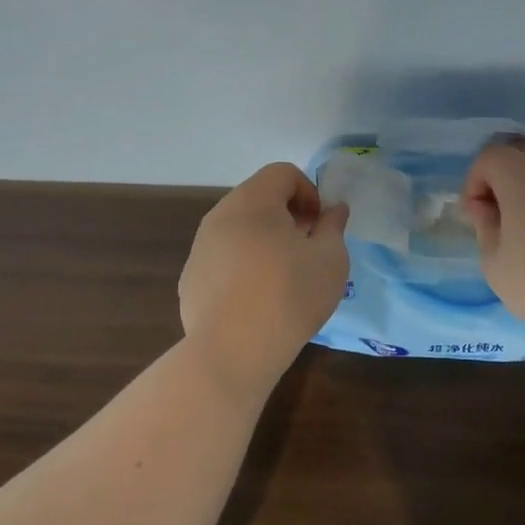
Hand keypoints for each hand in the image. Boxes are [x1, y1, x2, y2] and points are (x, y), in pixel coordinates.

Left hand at [179, 163, 350, 398]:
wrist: (232, 352)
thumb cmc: (289, 295)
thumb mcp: (331, 258)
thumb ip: (334, 226)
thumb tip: (333, 210)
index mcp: (253, 201)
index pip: (282, 173)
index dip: (309, 191)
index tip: (321, 225)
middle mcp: (219, 216)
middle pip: (258, 199)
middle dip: (287, 216)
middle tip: (307, 249)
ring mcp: (200, 249)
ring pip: (238, 230)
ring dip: (264, 242)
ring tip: (283, 278)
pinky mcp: (190, 280)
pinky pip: (223, 260)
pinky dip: (242, 267)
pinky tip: (256, 301)